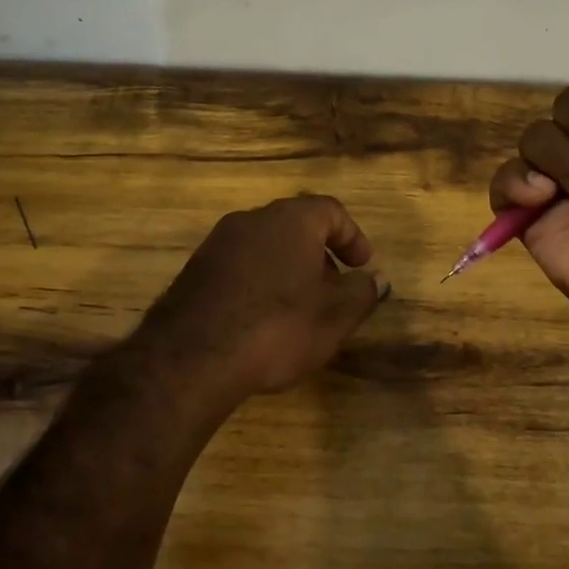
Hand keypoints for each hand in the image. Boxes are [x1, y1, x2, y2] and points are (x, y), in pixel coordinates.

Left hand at [132, 195, 388, 405]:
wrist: (192, 357)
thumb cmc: (276, 329)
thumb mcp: (333, 318)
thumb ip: (361, 293)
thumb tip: (376, 279)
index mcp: (291, 221)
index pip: (330, 210)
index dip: (352, 237)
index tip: (362, 267)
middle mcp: (252, 220)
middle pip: (296, 226)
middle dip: (320, 255)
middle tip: (333, 292)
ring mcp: (218, 242)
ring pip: (265, 245)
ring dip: (289, 269)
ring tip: (299, 310)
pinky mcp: (195, 269)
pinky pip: (240, 264)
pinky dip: (259, 281)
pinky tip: (261, 319)